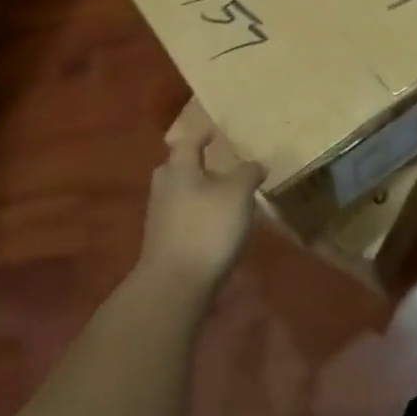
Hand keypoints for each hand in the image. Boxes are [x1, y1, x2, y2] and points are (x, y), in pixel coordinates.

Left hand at [141, 127, 264, 291]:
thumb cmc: (206, 227)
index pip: (189, 140)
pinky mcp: (163, 240)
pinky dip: (197, 213)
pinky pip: (182, 216)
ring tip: (223, 196)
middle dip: (197, 163)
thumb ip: (248, 173)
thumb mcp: (237, 194)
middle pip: (179, 166)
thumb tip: (256, 164)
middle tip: (220, 163)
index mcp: (179, 167)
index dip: (203, 134)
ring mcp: (160, 215)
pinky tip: (215, 225)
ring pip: (180, 192)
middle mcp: (164, 185)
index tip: (215, 131)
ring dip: (199, 190)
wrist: (174, 284)